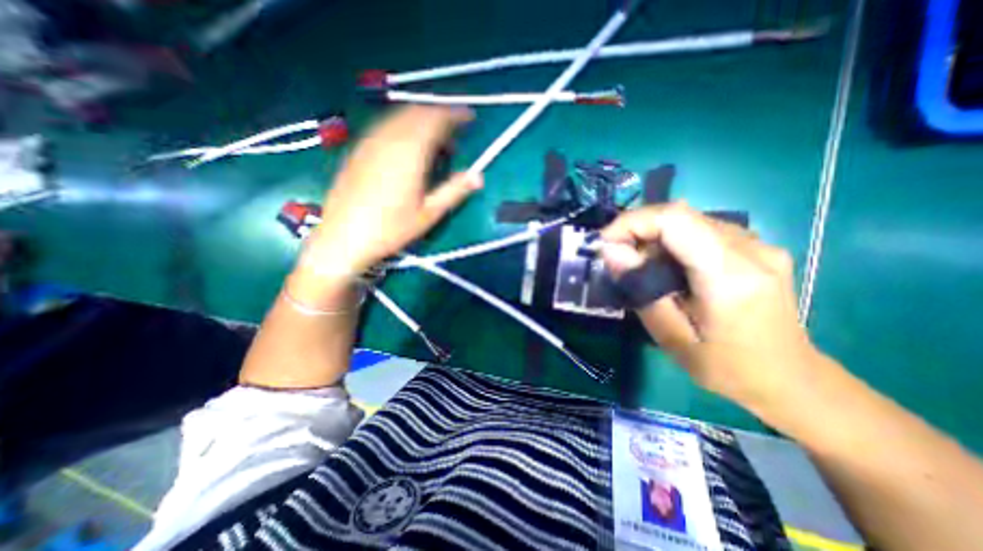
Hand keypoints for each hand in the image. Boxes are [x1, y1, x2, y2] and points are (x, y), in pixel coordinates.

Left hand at [305, 107, 480, 277]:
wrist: (343, 238)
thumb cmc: (390, 230)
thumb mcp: (428, 214)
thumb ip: (454, 191)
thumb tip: (479, 176)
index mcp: (408, 153)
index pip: (434, 119)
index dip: (454, 114)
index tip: (469, 118)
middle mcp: (387, 139)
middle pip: (417, 112)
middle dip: (439, 116)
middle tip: (454, 137)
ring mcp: (369, 142)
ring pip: (400, 117)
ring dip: (421, 122)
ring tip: (434, 146)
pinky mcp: (358, 149)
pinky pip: (385, 126)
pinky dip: (404, 128)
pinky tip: (408, 149)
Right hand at [604, 204, 822, 415]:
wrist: (790, 380)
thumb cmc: (726, 368)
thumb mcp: (672, 337)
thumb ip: (641, 290)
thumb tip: (611, 251)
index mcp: (731, 275)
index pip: (675, 219)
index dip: (632, 221)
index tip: (605, 242)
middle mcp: (751, 249)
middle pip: (680, 215)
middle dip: (637, 229)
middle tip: (616, 257)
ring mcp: (758, 244)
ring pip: (689, 220)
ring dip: (653, 236)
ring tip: (639, 265)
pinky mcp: (756, 247)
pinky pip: (701, 230)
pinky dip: (672, 241)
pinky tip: (666, 266)